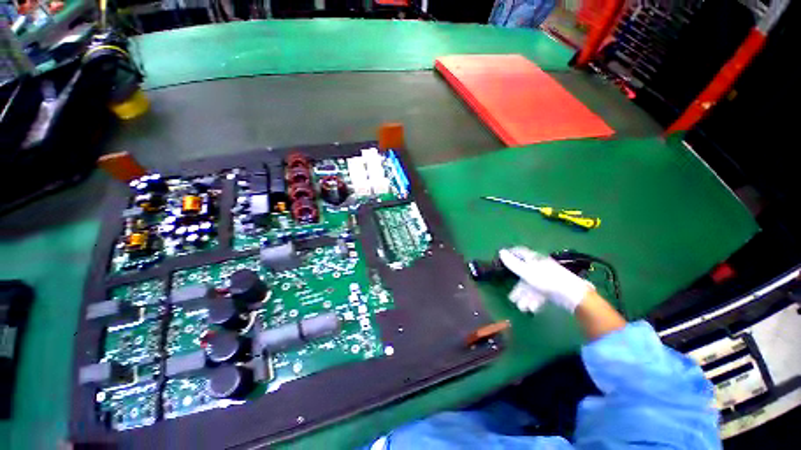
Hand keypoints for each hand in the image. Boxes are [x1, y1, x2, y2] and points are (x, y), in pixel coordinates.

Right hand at [499, 247, 593, 312]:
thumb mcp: (526, 272)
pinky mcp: (552, 288)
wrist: (572, 295)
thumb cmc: (547, 280)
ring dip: (525, 297)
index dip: (511, 254)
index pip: (520, 252)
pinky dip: (534, 300)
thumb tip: (500, 251)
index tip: (501, 259)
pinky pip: (539, 292)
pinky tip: (532, 309)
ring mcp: (546, 277)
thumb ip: (512, 263)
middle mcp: (539, 266)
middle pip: (523, 274)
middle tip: (512, 298)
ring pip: (530, 286)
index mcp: (533, 259)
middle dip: (517, 288)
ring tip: (522, 308)